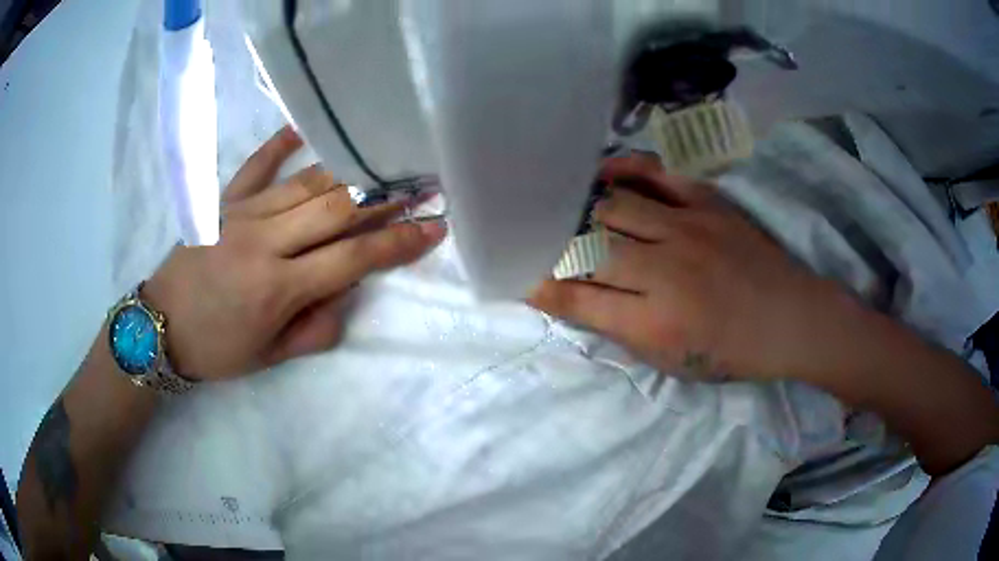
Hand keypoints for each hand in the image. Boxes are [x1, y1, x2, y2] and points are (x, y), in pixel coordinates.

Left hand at [143, 126, 445, 379]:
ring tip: (385, 161)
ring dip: (351, 172)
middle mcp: (264, 242)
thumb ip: (315, 329)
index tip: (434, 227)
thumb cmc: (216, 347)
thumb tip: (345, 293)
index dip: (398, 243)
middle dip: (387, 197)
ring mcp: (241, 214)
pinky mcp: (222, 201)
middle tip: (424, 183)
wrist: (159, 325)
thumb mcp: (270, 357)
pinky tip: (303, 130)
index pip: (352, 259)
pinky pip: (255, 165)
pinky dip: (279, 144)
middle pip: (337, 210)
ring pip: (306, 183)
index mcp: (277, 288)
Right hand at [529, 156, 831, 380]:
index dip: (539, 286)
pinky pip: (654, 174)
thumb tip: (579, 298)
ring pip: (612, 205)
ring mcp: (687, 229)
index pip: (577, 299)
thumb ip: (621, 329)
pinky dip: (621, 169)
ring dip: (578, 206)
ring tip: (556, 202)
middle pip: (587, 246)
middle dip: (550, 242)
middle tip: (530, 234)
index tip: (517, 275)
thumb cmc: (731, 351)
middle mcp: (664, 270)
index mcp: (654, 322)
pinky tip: (600, 172)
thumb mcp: (672, 361)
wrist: (790, 318)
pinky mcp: (706, 203)